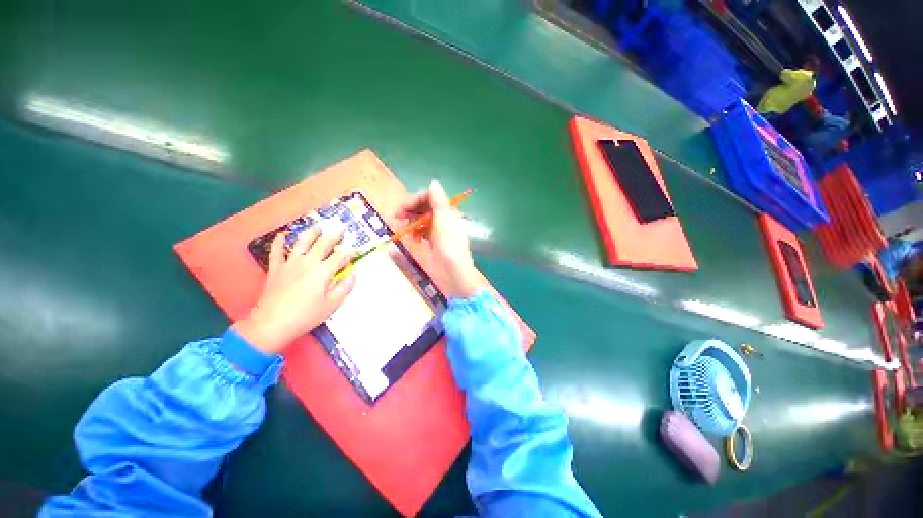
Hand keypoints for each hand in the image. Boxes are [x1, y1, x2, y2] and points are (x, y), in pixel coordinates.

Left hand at [234, 227, 355, 353]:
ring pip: (301, 243)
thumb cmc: (306, 315)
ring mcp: (290, 264)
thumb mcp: (332, 305)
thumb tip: (353, 275)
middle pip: (323, 245)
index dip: (348, 252)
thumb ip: (344, 288)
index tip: (354, 249)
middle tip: (340, 228)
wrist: (272, 323)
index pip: (340, 257)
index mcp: (323, 271)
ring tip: (317, 227)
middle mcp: (308, 263)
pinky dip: (279, 242)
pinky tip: (282, 235)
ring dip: (310, 233)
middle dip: (333, 236)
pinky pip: (277, 252)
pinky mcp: (276, 269)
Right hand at [397, 180, 482, 297]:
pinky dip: (416, 233)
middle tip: (396, 218)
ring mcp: (440, 231)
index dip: (414, 200)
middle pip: (425, 208)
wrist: (455, 273)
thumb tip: (434, 183)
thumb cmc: (449, 246)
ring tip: (403, 231)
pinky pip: (424, 232)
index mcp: (448, 211)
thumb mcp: (444, 221)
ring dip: (411, 222)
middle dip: (410, 211)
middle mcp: (445, 219)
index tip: (400, 209)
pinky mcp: (436, 243)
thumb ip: (438, 201)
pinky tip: (413, 240)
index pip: (430, 197)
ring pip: (422, 220)